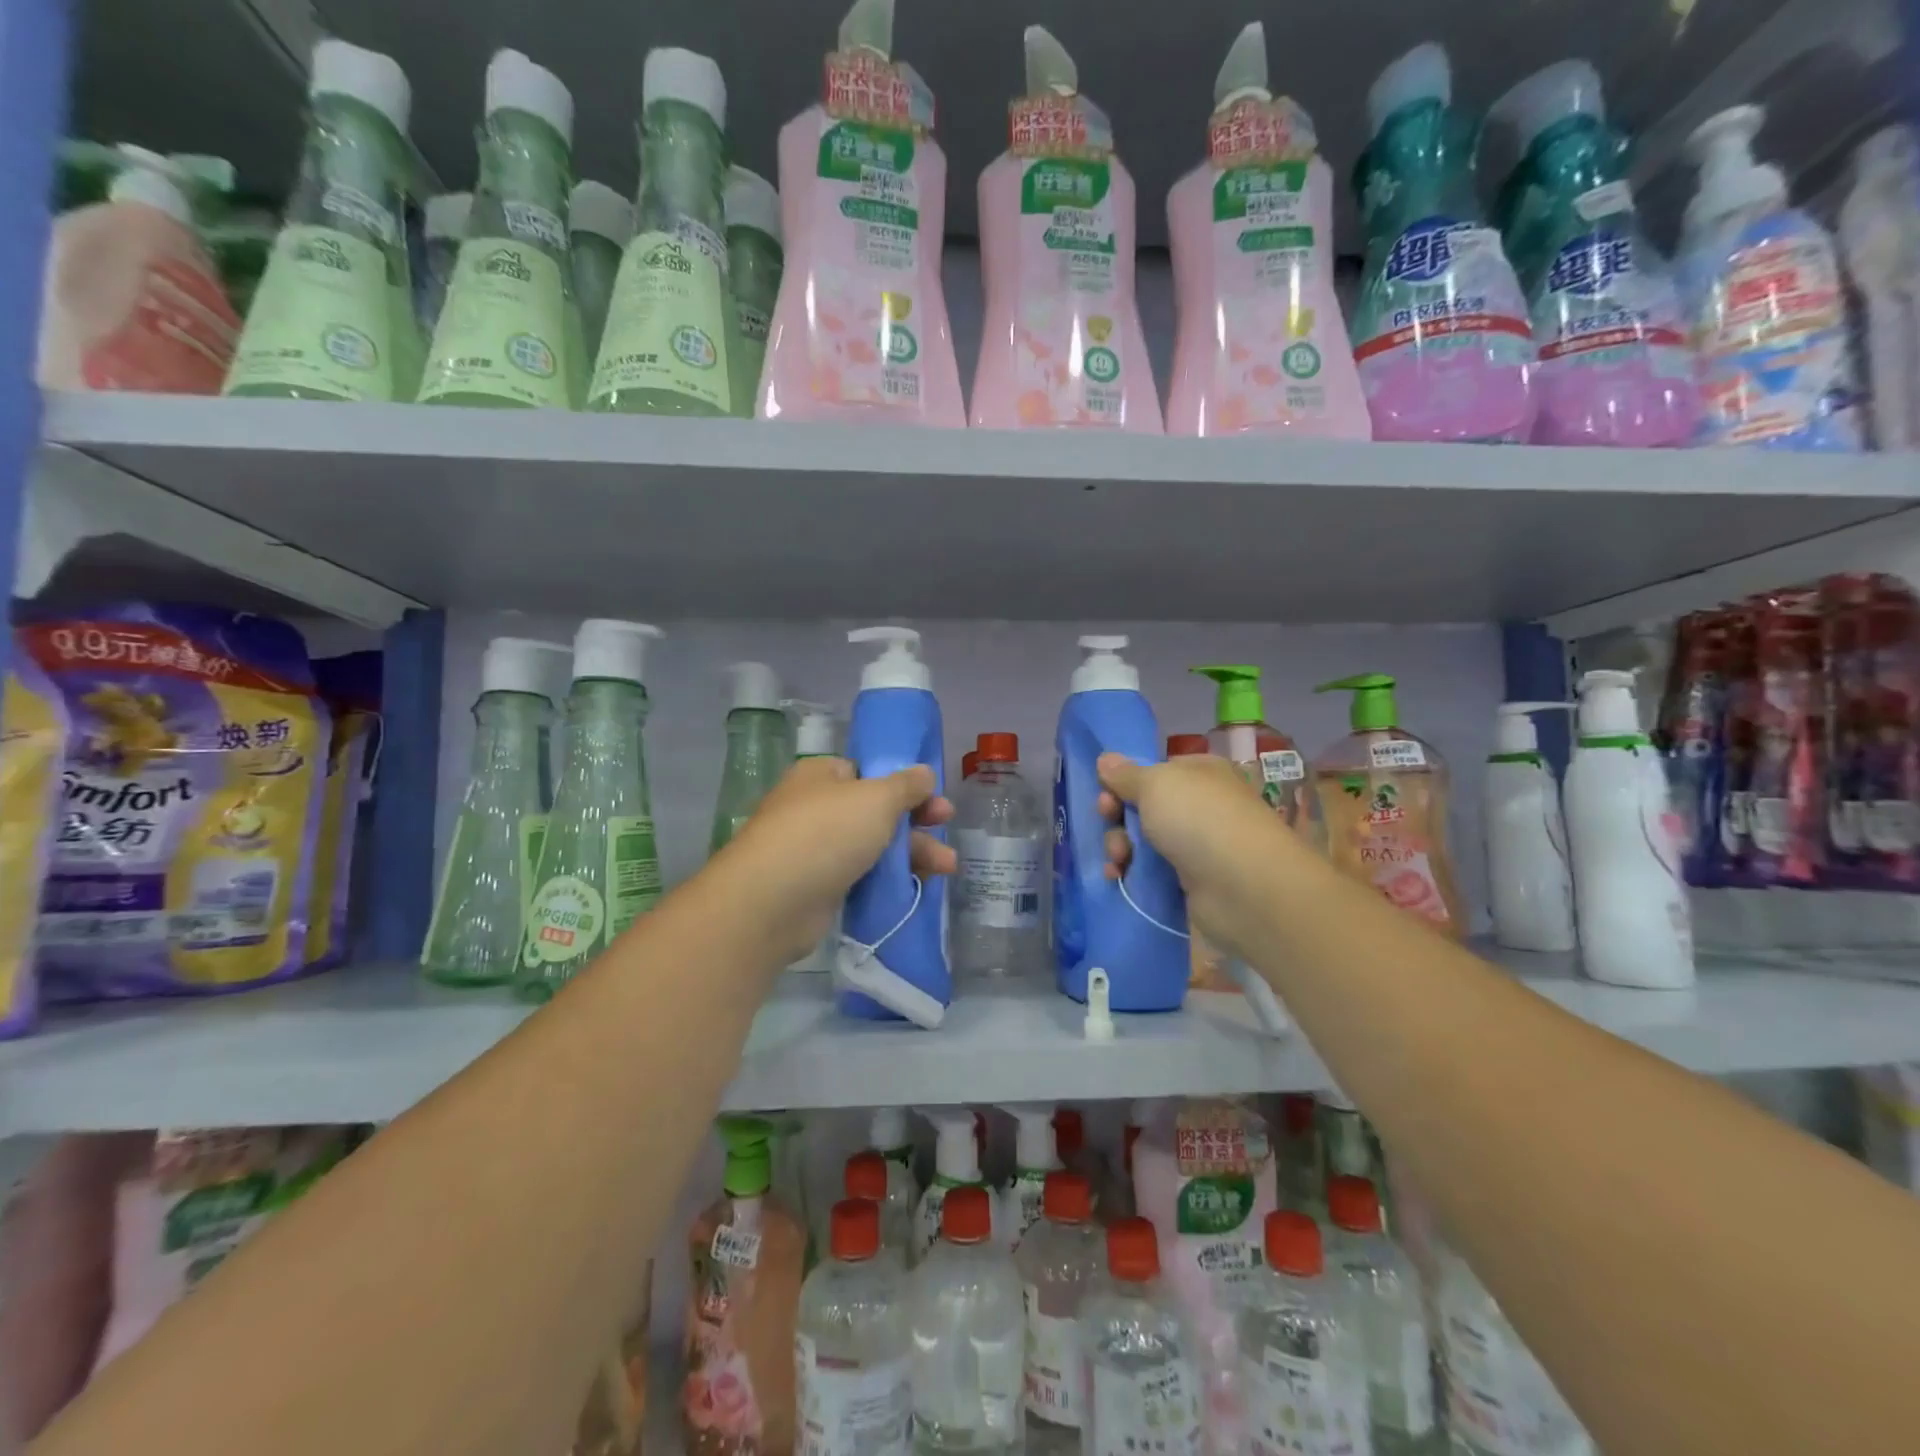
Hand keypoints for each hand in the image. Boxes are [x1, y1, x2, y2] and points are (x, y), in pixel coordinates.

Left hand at [722, 756, 954, 962]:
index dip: (903, 783)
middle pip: (875, 810)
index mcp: (822, 776)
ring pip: (872, 846)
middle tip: (947, 826)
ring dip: (911, 853)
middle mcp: (816, 807)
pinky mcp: (818, 886)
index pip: (867, 772)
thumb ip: (906, 785)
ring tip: (947, 867)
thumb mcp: (876, 799)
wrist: (772, 902)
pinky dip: (888, 879)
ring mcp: (814, 849)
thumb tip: (924, 772)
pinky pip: (861, 876)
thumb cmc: (826, 833)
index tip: (932, 797)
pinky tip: (917, 886)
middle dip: (916, 821)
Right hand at [1096, 751, 1289, 959]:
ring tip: (1118, 859)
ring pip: (1142, 840)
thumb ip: (1125, 774)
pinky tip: (1118, 877)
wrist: (1243, 887)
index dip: (1123, 781)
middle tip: (1108, 822)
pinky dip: (1131, 873)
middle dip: (1116, 816)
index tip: (1105, 794)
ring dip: (1119, 846)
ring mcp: (1196, 844)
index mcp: (1198, 773)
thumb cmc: (1199, 819)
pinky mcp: (1191, 881)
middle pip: (1142, 806)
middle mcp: (1199, 805)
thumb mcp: (1155, 784)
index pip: (1152, 771)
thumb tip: (1105, 759)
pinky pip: (1151, 871)